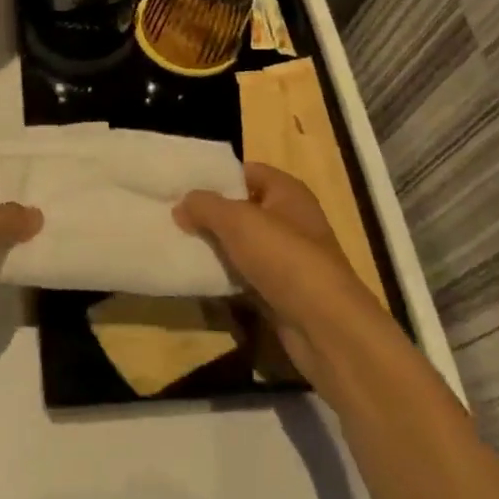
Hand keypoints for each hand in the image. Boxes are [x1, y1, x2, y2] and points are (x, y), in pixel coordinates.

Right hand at [174, 163, 392, 384]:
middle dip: (211, 213)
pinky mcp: (281, 291)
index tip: (182, 185)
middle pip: (243, 209)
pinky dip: (225, 276)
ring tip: (178, 244)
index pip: (247, 172)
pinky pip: (246, 275)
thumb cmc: (284, 258)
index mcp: (287, 192)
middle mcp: (291, 220)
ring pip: (242, 245)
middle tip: (173, 215)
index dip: (217, 176)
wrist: (325, 326)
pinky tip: (198, 277)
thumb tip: (181, 204)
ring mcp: (287, 258)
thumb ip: (205, 206)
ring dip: (215, 247)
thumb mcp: (237, 221)